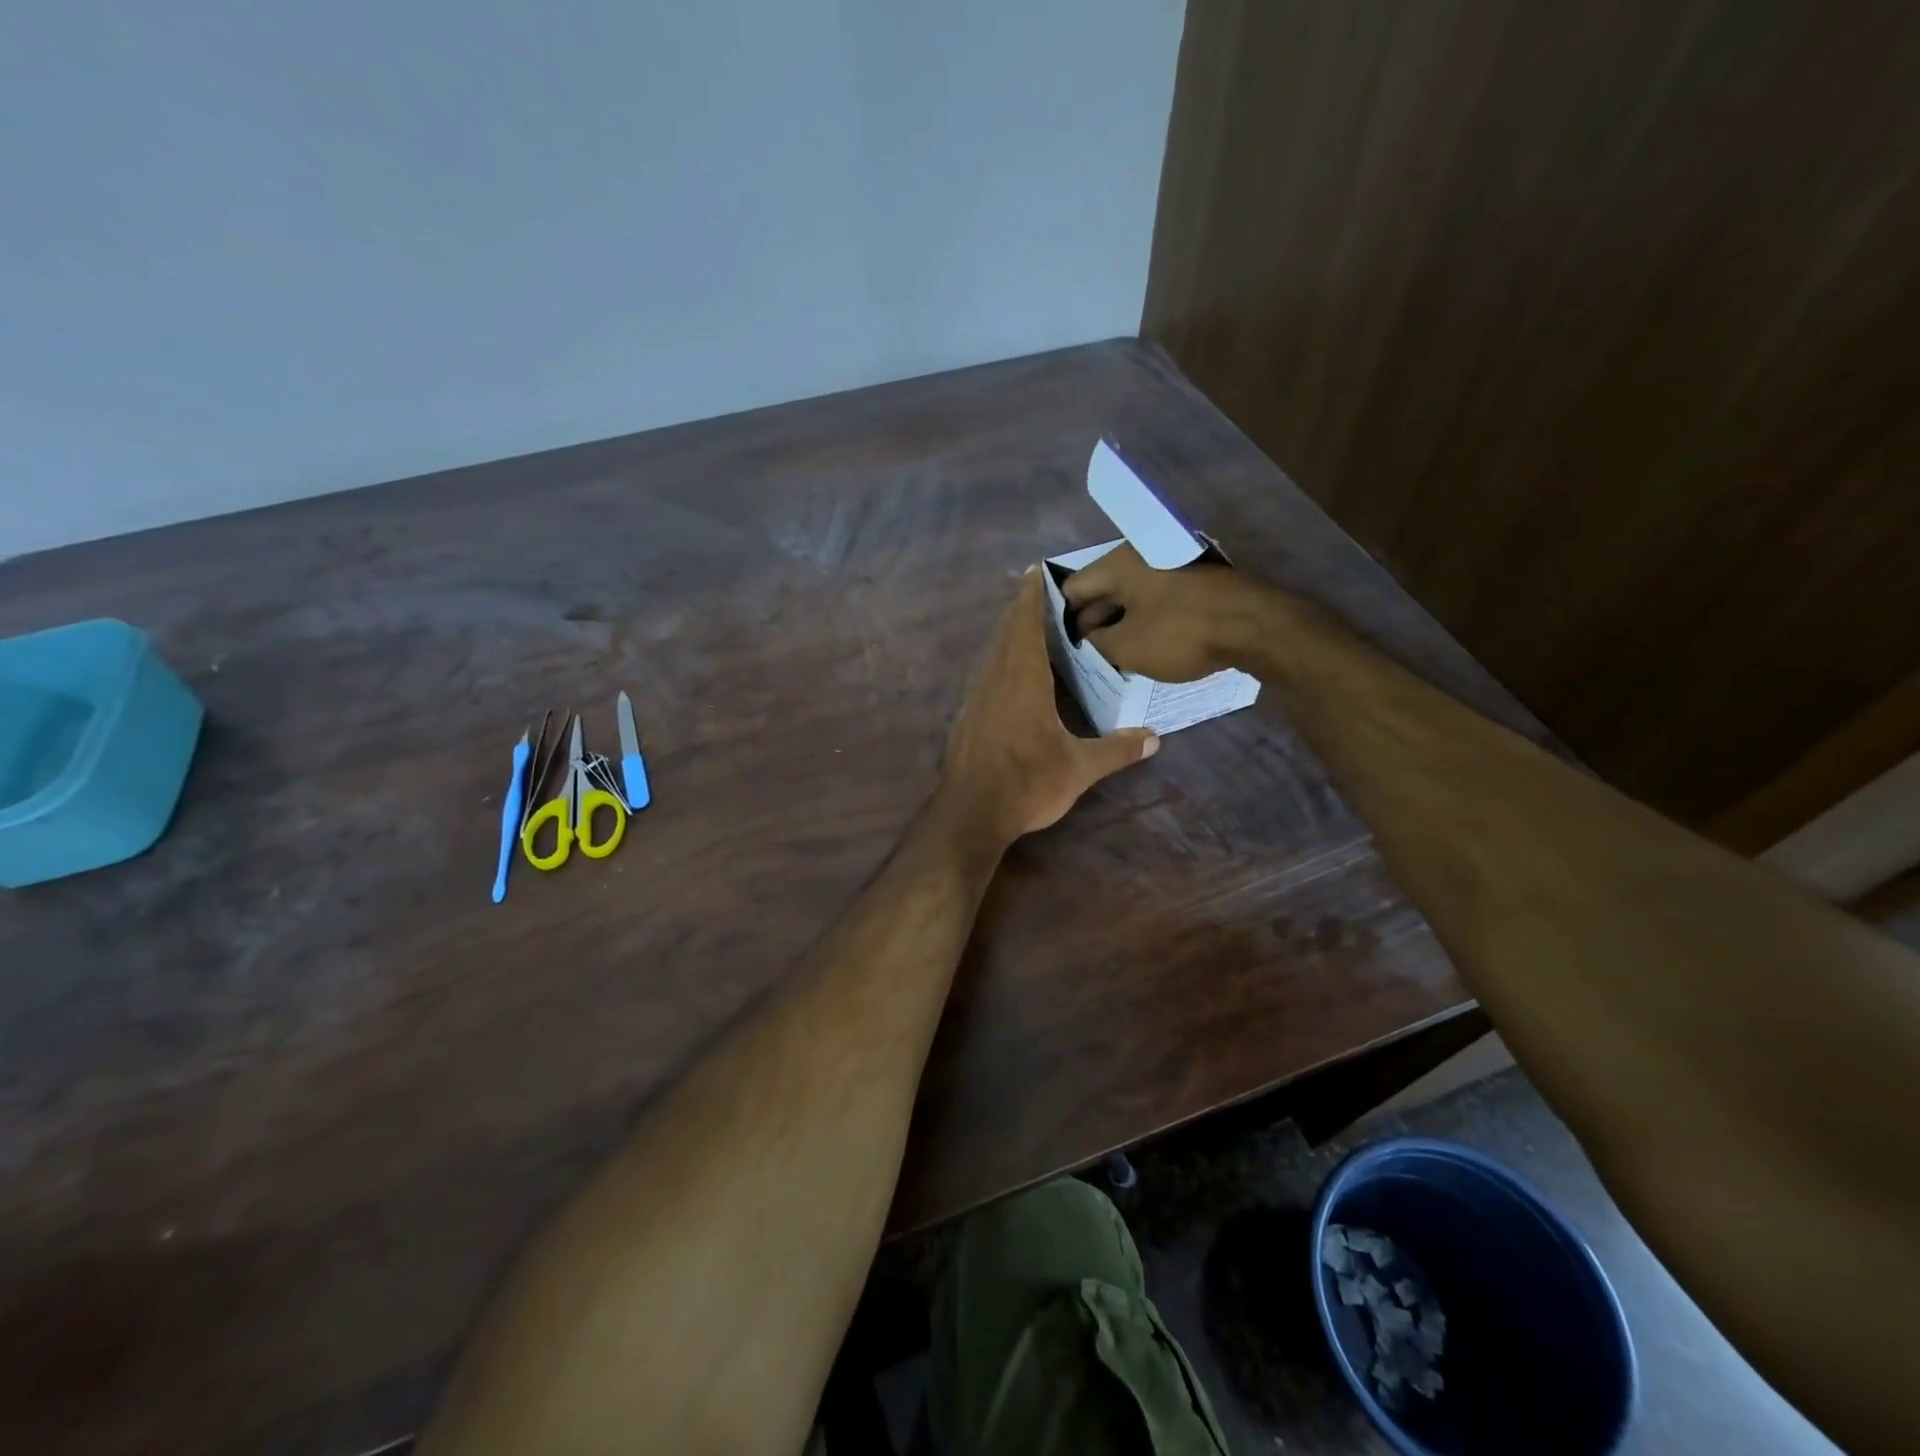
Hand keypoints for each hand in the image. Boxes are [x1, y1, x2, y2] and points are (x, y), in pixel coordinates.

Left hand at [940, 569, 1158, 846]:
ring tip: (1027, 628)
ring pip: (991, 653)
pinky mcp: (965, 718)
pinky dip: (998, 661)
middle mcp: (995, 679)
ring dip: (1007, 635)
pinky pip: (984, 675)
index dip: (1030, 595)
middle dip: (1020, 609)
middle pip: (1005, 632)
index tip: (1036, 570)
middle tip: (1039, 594)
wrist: (969, 814)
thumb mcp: (1079, 768)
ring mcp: (975, 698)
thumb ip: (1116, 750)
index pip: (1025, 623)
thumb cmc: (1026, 783)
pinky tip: (1009, 676)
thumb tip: (1154, 738)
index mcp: (1023, 679)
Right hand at [1060, 543, 1263, 681]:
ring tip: (1114, 653)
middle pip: (1102, 589)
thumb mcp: (1125, 647)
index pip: (1072, 588)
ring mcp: (1171, 565)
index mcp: (1117, 564)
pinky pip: (1157, 598)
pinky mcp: (1194, 580)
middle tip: (1087, 653)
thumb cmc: (1180, 633)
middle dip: (1092, 621)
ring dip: (1120, 621)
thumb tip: (1088, 637)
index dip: (1063, 619)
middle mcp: (1140, 555)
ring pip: (1131, 595)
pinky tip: (1145, 644)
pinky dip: (1145, 618)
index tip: (1063, 646)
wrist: (1254, 625)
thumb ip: (1095, 643)